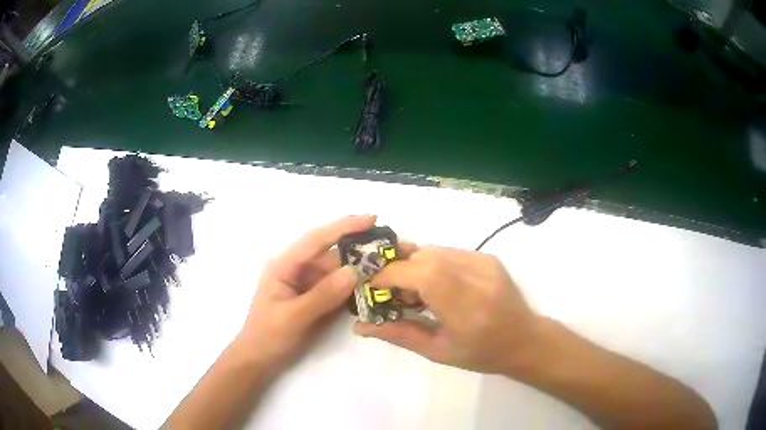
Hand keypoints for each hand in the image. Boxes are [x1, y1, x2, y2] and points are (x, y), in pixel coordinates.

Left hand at [235, 215, 374, 371]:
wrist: (259, 360)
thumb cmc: (268, 336)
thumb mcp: (294, 317)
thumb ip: (323, 295)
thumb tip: (354, 271)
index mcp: (284, 265)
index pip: (316, 239)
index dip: (344, 227)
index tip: (372, 218)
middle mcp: (297, 269)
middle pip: (331, 253)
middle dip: (358, 247)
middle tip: (390, 245)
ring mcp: (307, 284)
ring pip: (337, 270)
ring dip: (360, 267)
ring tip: (389, 264)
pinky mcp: (315, 298)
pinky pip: (337, 287)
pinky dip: (354, 285)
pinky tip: (373, 284)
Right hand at [354, 246, 538, 375]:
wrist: (524, 339)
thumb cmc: (482, 354)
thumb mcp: (437, 351)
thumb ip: (398, 333)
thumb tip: (359, 326)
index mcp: (467, 307)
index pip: (422, 274)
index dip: (389, 275)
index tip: (371, 286)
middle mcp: (478, 277)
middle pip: (424, 256)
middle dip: (398, 269)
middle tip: (393, 293)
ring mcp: (485, 262)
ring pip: (434, 250)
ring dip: (414, 266)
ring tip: (416, 292)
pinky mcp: (487, 256)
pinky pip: (448, 252)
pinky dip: (432, 264)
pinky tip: (436, 285)